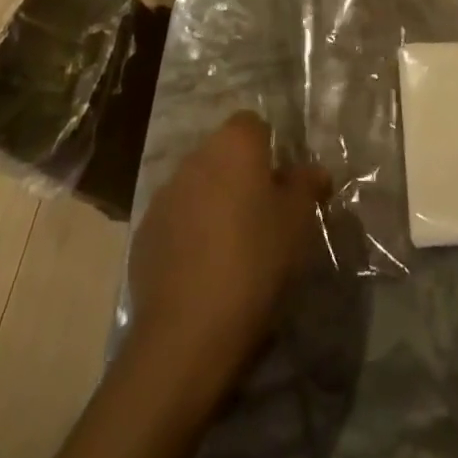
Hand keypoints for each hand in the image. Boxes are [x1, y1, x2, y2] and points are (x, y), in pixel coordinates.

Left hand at [128, 111, 330, 383]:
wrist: (187, 333)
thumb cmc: (254, 262)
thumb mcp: (298, 223)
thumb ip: (306, 186)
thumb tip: (312, 171)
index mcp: (234, 145)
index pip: (253, 125)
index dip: (269, 150)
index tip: (282, 185)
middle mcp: (196, 158)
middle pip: (223, 154)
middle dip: (241, 177)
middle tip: (263, 218)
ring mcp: (165, 194)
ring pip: (198, 186)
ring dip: (214, 204)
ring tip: (233, 248)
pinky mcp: (145, 232)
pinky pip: (176, 220)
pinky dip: (190, 234)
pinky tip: (203, 271)